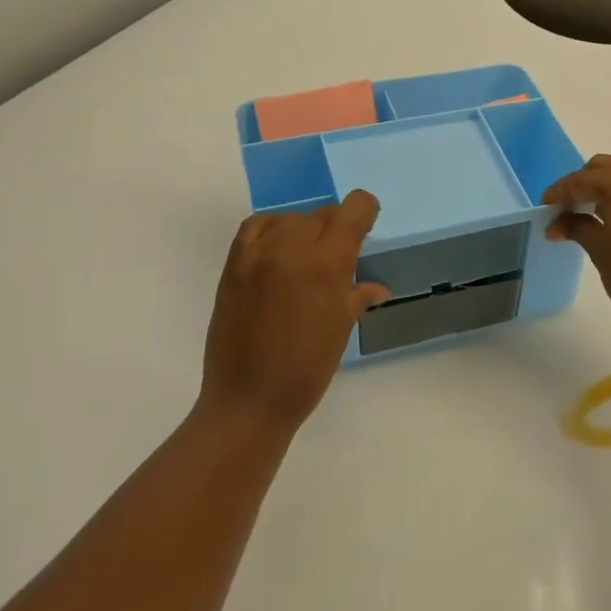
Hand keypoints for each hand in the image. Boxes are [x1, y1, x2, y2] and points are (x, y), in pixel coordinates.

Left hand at [200, 191, 390, 433]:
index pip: (353, 209)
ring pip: (292, 218)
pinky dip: (272, 229)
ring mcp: (258, 254)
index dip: (365, 213)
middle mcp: (292, 248)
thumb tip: (376, 288)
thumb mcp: (341, 330)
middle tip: (338, 256)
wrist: (247, 400)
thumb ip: (357, 297)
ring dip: (305, 230)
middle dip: (337, 228)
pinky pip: (256, 226)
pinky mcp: (234, 265)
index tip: (367, 228)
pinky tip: (279, 250)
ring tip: (306, 258)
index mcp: (326, 264)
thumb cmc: (306, 369)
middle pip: (323, 214)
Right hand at [544, 156, 610, 336]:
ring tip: (584, 214)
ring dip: (603, 188)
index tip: (544, 207)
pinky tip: (609, 217)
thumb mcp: (598, 249)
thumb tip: (557, 224)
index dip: (559, 193)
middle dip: (582, 184)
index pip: (582, 180)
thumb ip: (576, 226)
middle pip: (605, 168)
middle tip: (564, 208)